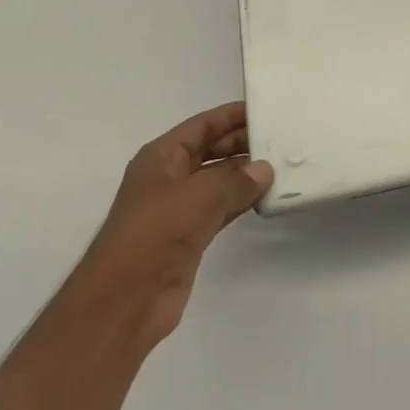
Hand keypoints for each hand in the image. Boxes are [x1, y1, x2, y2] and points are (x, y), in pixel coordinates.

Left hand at [72, 102, 271, 349]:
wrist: (125, 300)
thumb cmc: (156, 233)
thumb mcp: (200, 195)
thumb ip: (236, 179)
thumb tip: (264, 169)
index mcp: (161, 157)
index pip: (202, 125)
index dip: (232, 116)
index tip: (266, 109)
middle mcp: (169, 178)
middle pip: (211, 150)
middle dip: (243, 144)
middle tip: (282, 138)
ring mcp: (179, 208)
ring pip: (219, 180)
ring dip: (247, 174)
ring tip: (283, 164)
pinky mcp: (191, 236)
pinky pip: (222, 208)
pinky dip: (243, 200)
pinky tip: (267, 196)